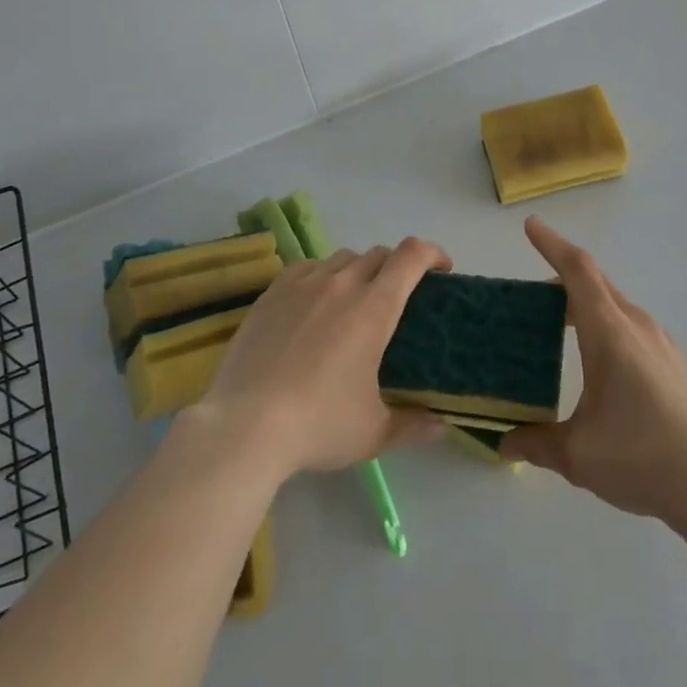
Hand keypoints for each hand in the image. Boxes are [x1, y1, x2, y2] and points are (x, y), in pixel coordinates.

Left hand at [195, 239, 450, 479]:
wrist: (244, 426)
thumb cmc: (318, 425)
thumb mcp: (373, 432)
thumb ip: (413, 424)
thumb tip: (442, 426)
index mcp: (374, 308)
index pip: (411, 256)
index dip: (432, 253)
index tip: (442, 269)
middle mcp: (341, 284)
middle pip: (378, 254)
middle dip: (397, 267)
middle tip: (399, 297)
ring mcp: (303, 285)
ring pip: (342, 258)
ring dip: (359, 270)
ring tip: (355, 300)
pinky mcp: (272, 293)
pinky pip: (306, 267)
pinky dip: (322, 274)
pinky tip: (315, 300)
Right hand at [502, 218, 686, 533]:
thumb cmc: (640, 457)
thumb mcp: (577, 454)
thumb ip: (535, 442)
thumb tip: (503, 441)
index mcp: (610, 332)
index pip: (578, 271)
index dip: (552, 245)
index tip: (531, 226)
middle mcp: (637, 326)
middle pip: (596, 281)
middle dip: (562, 275)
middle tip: (532, 293)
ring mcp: (661, 342)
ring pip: (615, 303)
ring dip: (586, 301)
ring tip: (560, 324)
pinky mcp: (674, 362)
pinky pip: (631, 324)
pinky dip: (606, 321)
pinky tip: (599, 357)